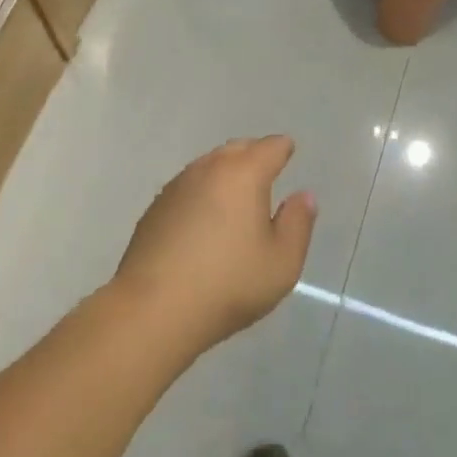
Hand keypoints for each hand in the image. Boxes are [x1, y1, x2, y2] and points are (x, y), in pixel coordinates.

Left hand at [113, 136, 315, 356]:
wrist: (154, 309)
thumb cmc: (228, 284)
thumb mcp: (282, 262)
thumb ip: (298, 223)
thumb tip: (303, 196)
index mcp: (244, 174)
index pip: (270, 147)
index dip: (282, 149)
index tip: (288, 151)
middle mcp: (209, 169)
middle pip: (237, 149)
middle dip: (253, 154)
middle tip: (265, 170)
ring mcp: (177, 186)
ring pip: (208, 166)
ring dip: (224, 172)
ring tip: (235, 194)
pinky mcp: (155, 209)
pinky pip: (187, 188)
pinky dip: (201, 193)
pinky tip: (203, 218)